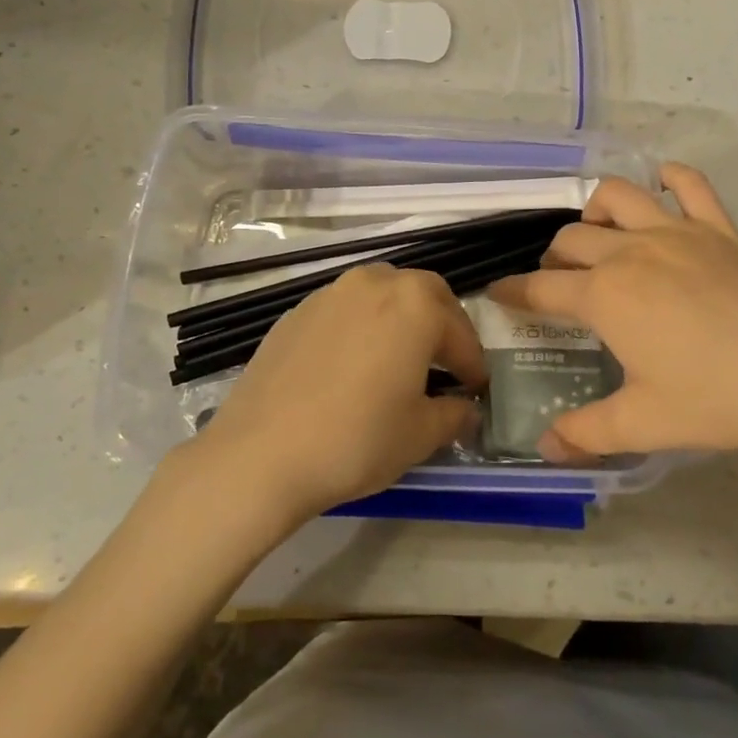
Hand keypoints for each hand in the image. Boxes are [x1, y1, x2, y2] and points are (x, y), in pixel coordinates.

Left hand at [180, 264, 487, 525]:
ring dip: (400, 319)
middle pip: (423, 293)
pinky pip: (344, 310)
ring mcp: (330, 293)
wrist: (261, 453)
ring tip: (399, 359)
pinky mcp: (296, 312)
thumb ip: (454, 414)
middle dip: (441, 325)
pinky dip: (361, 327)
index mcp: (415, 304)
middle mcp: (374, 283)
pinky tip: (353, 365)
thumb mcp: (420, 434)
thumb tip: (466, 408)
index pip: (459, 331)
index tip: (476, 389)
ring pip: (380, 294)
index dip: (473, 363)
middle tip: (445, 364)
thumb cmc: (356, 439)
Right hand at [489, 164, 737, 463]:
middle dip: (552, 258)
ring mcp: (677, 231)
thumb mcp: (646, 424)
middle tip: (558, 284)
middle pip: (571, 239)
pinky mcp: (720, 227)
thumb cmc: (721, 399)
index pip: (540, 287)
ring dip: (595, 210)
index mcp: (605, 296)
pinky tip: (663, 188)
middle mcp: (630, 252)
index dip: (512, 292)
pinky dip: (670, 178)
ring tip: (599, 235)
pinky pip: (689, 184)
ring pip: (617, 196)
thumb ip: (587, 433)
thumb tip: (545, 447)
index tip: (497, 294)